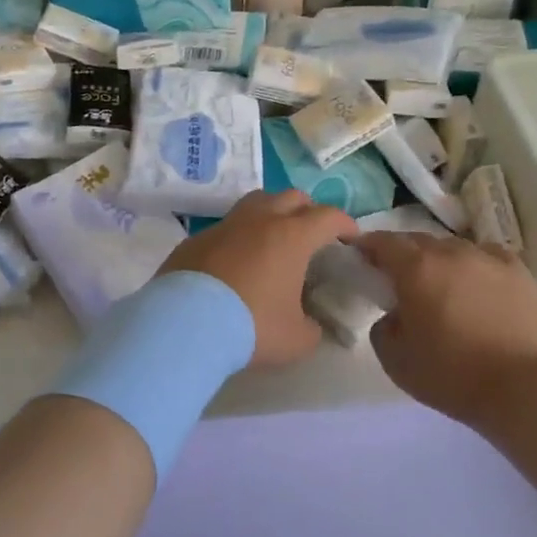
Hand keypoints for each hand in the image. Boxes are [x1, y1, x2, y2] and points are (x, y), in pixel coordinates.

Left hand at [159, 190, 356, 366]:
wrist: (185, 324)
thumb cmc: (251, 326)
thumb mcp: (296, 339)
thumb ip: (312, 328)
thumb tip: (310, 324)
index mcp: (292, 236)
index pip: (328, 216)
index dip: (345, 224)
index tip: (351, 237)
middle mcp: (260, 220)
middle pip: (292, 197)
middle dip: (309, 210)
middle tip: (313, 234)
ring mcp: (225, 225)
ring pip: (256, 202)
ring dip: (272, 213)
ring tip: (275, 238)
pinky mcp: (196, 238)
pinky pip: (226, 227)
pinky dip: (239, 236)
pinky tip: (236, 260)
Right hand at [359, 232, 536, 425]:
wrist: (519, 388)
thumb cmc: (450, 375)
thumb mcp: (394, 359)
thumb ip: (383, 327)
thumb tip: (394, 314)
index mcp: (416, 269)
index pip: (383, 242)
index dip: (368, 245)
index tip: (360, 254)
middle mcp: (450, 253)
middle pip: (418, 240)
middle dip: (404, 254)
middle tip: (400, 276)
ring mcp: (487, 258)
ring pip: (453, 247)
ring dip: (440, 260)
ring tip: (442, 283)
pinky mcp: (517, 271)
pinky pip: (486, 256)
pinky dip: (475, 264)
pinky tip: (477, 283)